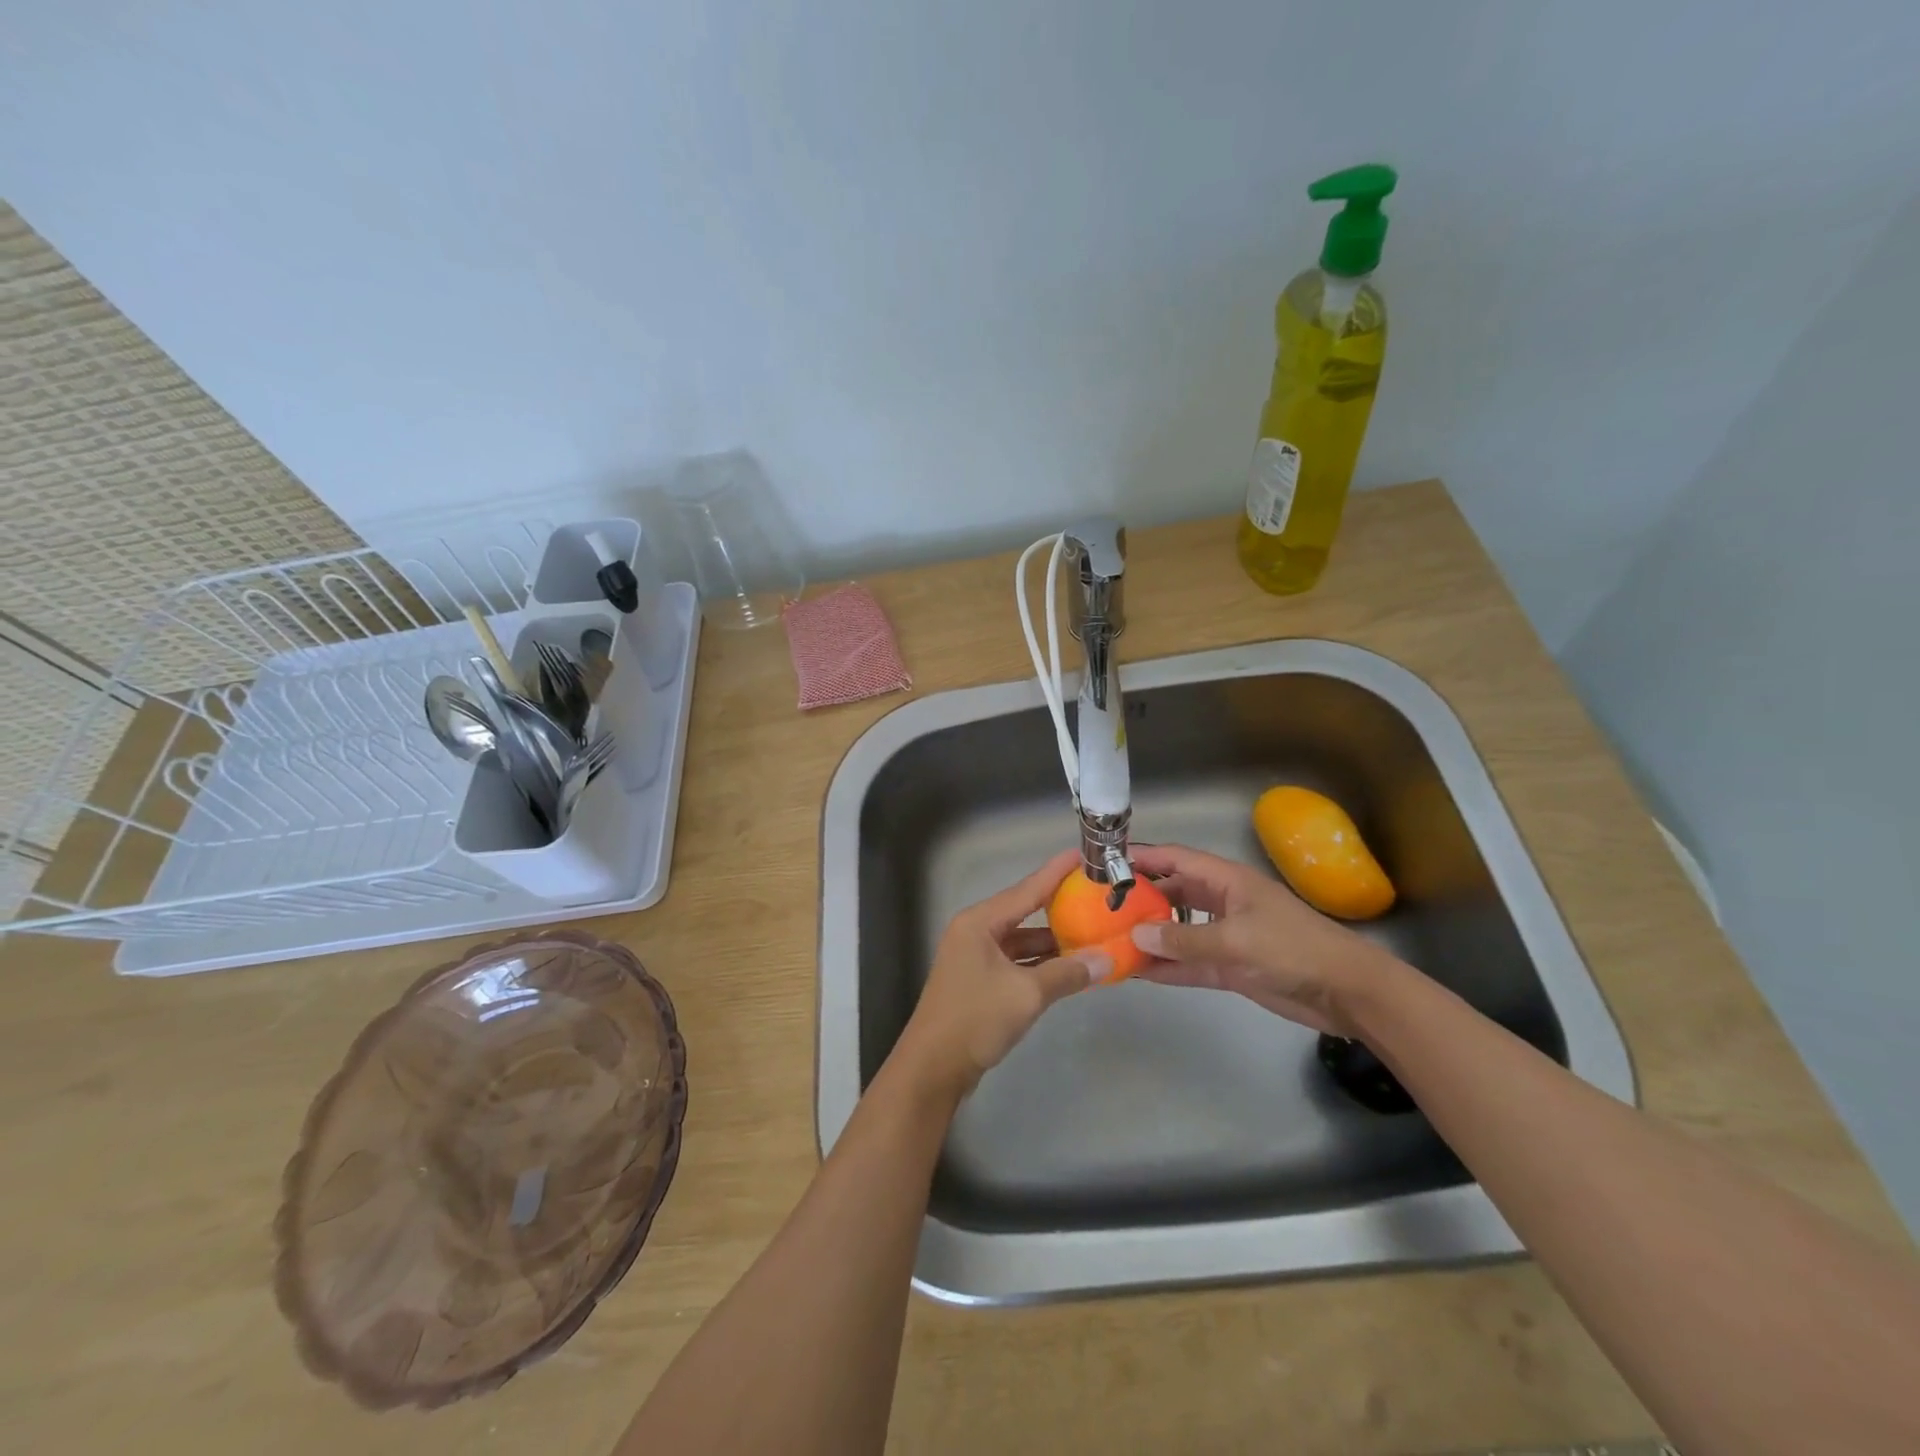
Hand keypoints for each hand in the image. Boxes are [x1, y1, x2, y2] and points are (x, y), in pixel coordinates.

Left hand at [894, 849, 1107, 1097]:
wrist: (933, 1068)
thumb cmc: (976, 1020)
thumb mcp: (1027, 993)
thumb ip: (1068, 973)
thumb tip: (1107, 959)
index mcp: (979, 922)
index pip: (1026, 889)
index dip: (1056, 872)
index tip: (1082, 855)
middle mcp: (975, 932)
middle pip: (1024, 912)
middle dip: (1058, 907)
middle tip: (1095, 896)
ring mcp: (975, 958)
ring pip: (1021, 941)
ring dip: (1052, 941)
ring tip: (1092, 933)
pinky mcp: (979, 982)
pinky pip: (1017, 962)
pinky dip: (1041, 964)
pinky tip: (1068, 967)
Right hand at [1127, 843, 1398, 1036]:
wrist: (1347, 993)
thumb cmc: (1294, 950)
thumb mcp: (1236, 941)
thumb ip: (1184, 939)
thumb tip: (1135, 936)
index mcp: (1228, 881)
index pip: (1176, 859)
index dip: (1143, 857)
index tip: (1106, 863)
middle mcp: (1222, 902)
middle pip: (1173, 893)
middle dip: (1140, 899)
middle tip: (1100, 908)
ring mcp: (1226, 936)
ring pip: (1178, 930)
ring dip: (1150, 936)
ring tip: (1111, 941)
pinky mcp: (1231, 967)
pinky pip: (1189, 962)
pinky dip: (1167, 967)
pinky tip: (1137, 973)